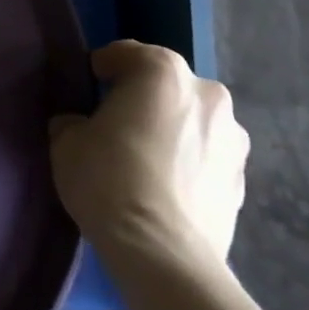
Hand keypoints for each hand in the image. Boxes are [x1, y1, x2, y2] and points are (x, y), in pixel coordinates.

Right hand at [48, 40, 247, 283]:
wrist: (162, 255)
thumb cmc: (109, 179)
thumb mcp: (66, 140)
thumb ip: (75, 121)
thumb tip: (81, 126)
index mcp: (162, 70)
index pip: (126, 54)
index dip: (102, 69)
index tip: (88, 87)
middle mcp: (207, 94)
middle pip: (166, 86)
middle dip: (145, 100)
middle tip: (117, 125)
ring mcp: (233, 140)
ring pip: (193, 123)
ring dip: (173, 132)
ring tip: (146, 162)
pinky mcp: (242, 183)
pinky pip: (206, 160)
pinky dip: (189, 166)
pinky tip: (165, 189)